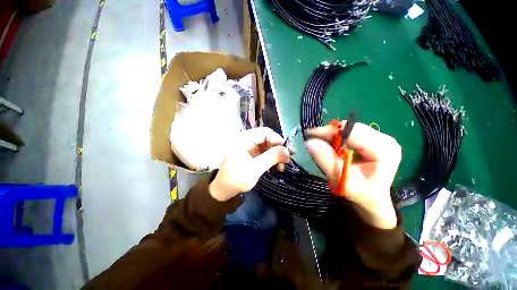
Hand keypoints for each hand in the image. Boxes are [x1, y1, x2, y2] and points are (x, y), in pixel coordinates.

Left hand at [209, 127, 290, 201]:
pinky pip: (264, 151)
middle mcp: (245, 139)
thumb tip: (287, 151)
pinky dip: (271, 157)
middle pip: (266, 138)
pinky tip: (277, 165)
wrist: (224, 190)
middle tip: (288, 158)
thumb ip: (271, 158)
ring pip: (266, 145)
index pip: (263, 132)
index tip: (287, 150)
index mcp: (242, 139)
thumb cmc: (236, 180)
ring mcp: (248, 146)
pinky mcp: (250, 152)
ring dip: (276, 154)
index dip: (277, 139)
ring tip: (283, 165)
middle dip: (278, 148)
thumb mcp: (255, 169)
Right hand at [305, 122, 400, 228]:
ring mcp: (379, 137)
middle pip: (351, 128)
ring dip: (332, 135)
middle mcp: (385, 139)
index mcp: (384, 150)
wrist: (373, 198)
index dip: (330, 132)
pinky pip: (349, 132)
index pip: (353, 132)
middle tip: (312, 139)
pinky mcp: (372, 139)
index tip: (310, 135)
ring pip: (349, 128)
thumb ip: (326, 160)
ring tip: (319, 142)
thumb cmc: (361, 193)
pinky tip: (330, 144)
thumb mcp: (342, 179)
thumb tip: (310, 142)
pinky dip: (336, 137)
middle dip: (329, 133)